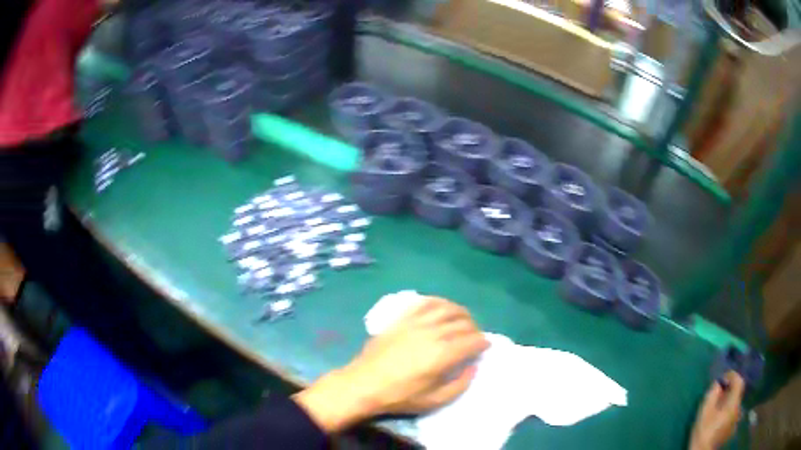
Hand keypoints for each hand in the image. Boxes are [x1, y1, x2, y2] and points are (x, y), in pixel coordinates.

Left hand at [293, 297, 488, 432]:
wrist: (363, 384)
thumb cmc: (399, 396)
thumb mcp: (434, 401)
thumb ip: (459, 385)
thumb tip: (472, 367)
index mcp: (442, 354)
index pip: (472, 340)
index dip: (483, 342)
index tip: (485, 347)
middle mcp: (432, 333)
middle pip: (462, 323)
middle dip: (474, 329)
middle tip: (475, 338)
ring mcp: (415, 323)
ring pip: (447, 308)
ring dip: (461, 313)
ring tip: (464, 321)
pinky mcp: (401, 319)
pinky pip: (425, 303)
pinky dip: (439, 302)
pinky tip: (442, 307)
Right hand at [690, 372, 745, 449]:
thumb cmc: (704, 432)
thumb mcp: (704, 412)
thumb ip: (712, 395)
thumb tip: (717, 384)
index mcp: (734, 403)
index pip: (739, 381)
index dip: (733, 376)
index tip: (723, 377)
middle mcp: (739, 409)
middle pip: (737, 394)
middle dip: (729, 391)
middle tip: (718, 393)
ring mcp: (736, 421)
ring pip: (735, 405)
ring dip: (728, 402)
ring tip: (718, 407)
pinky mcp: (732, 430)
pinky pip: (733, 415)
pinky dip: (728, 412)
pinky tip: (719, 419)